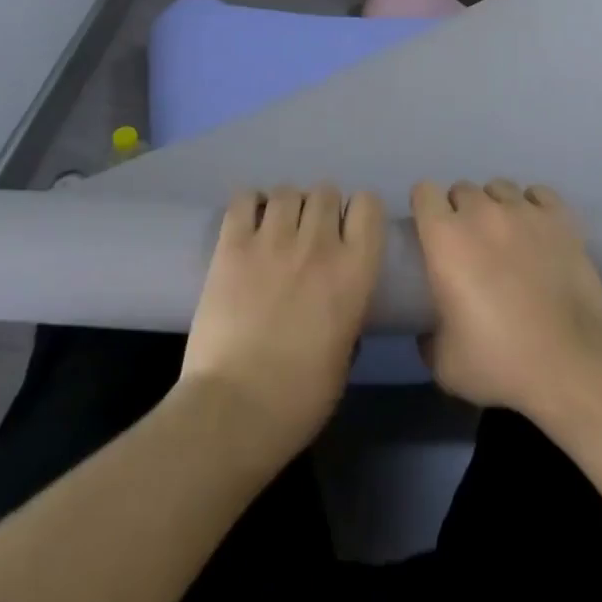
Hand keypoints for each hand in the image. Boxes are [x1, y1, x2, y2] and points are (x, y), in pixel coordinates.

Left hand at [180, 186, 384, 458]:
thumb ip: (348, 312)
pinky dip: (249, 204)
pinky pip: (244, 199)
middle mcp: (318, 244)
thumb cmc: (300, 398)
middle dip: (320, 208)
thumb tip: (340, 298)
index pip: (368, 205)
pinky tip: (248, 223)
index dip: (358, 213)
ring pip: (287, 190)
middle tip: (308, 235)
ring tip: (276, 229)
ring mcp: (272, 240)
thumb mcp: (345, 353)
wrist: (235, 411)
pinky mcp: (232, 245)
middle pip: (326, 191)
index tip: (348, 231)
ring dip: (286, 205)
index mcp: (355, 270)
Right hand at [411, 180, 601, 417]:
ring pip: (499, 187)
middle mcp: (482, 212)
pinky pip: (538, 193)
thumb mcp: (444, 363)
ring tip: (505, 235)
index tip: (430, 231)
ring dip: (495, 206)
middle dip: (460, 211)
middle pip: (462, 189)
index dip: (425, 208)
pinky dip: (533, 205)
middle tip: (470, 244)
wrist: (570, 363)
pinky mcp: (560, 218)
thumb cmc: (499, 361)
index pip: (424, 193)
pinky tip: (536, 228)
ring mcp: (523, 211)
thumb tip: (428, 328)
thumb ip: (427, 336)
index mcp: (445, 238)